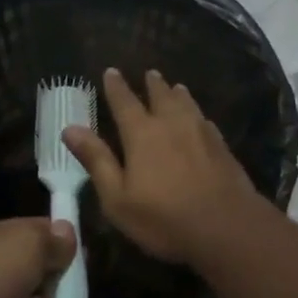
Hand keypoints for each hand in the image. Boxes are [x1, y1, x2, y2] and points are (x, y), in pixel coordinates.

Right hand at [62, 67, 263, 266]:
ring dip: (178, 94)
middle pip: (161, 96)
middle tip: (150, 73)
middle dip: (152, 85)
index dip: (116, 87)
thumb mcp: (118, 197)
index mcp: (142, 134)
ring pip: (187, 104)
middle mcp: (172, 124)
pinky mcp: (222, 146)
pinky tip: (201, 119)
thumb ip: (96, 160)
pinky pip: (205, 121)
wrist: (227, 226)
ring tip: (176, 87)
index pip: (125, 102)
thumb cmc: (164, 217)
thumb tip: (70, 128)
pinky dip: (197, 114)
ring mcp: (201, 133)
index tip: (111, 71)